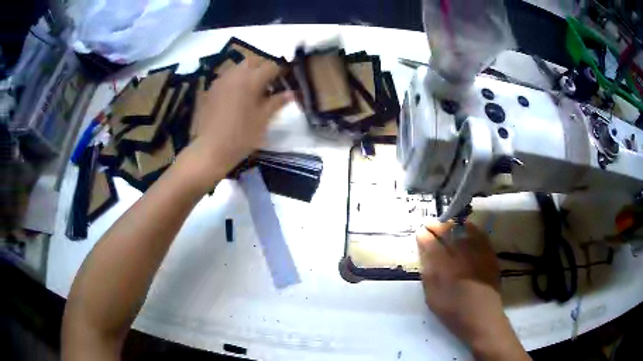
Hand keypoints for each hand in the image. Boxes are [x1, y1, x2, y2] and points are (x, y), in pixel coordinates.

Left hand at [177, 59, 290, 193]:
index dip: (281, 72)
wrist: (210, 149)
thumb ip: (278, 102)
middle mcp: (235, 74)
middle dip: (263, 67)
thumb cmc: (241, 136)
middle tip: (269, 83)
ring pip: (238, 67)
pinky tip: (237, 96)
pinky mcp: (211, 89)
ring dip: (249, 72)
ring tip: (253, 89)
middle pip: (253, 61)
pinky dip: (236, 80)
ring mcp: (221, 80)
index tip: (285, 81)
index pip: (271, 66)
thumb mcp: (263, 119)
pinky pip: (227, 77)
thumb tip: (292, 93)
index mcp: (251, 79)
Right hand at [417, 221, 528, 360]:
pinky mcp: (488, 254)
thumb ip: (428, 275)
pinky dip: (472, 228)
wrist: (482, 317)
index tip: (420, 232)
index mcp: (443, 268)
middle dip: (436, 226)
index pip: (431, 245)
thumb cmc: (454, 312)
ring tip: (446, 223)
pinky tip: (467, 226)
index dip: (424, 236)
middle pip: (446, 233)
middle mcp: (460, 256)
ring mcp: (476, 254)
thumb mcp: (432, 298)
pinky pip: (480, 235)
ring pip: (463, 231)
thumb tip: (425, 256)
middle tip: (429, 223)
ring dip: (452, 225)